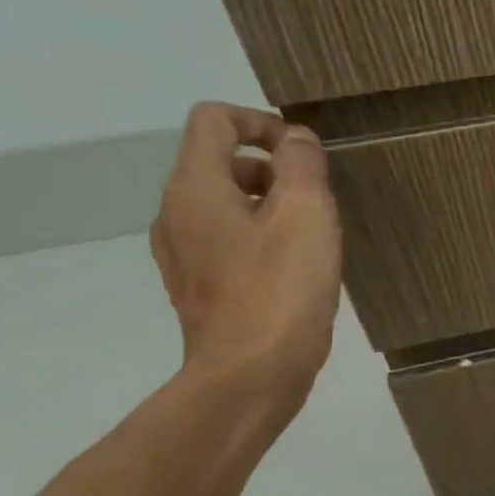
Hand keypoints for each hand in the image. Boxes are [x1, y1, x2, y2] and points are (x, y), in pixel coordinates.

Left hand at [150, 103, 342, 408]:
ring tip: (312, 234)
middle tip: (318, 198)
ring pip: (225, 203)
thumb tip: (295, 140)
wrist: (251, 375)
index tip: (303, 153)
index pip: (213, 120)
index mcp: (196, 187)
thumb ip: (302, 165)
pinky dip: (260, 237)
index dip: (260, 121)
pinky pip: (227, 240)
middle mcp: (176, 213)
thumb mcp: (306, 214)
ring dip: (269, 204)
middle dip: (272, 167)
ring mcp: (182, 254)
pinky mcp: (198, 287)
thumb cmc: (281, 288)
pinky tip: (294, 267)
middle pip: (219, 161)